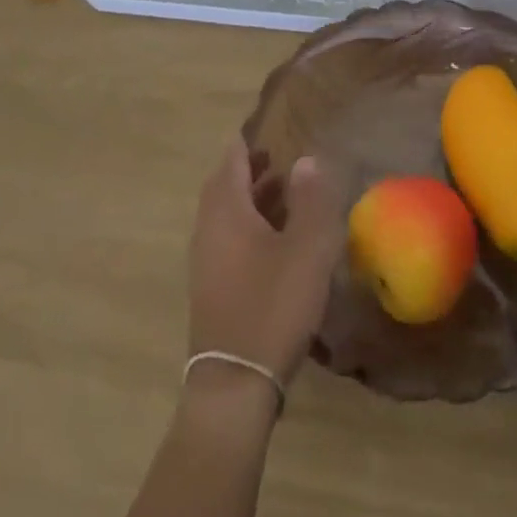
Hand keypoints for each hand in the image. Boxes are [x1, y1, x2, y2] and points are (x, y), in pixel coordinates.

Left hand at [187, 140, 344, 389]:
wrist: (234, 385)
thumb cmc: (271, 306)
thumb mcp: (306, 250)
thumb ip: (311, 200)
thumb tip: (306, 159)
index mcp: (226, 208)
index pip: (234, 156)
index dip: (253, 140)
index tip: (276, 131)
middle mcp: (209, 226)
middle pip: (227, 183)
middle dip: (254, 169)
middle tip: (284, 162)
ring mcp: (206, 258)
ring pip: (228, 213)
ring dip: (253, 199)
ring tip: (287, 196)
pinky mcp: (212, 286)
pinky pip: (228, 239)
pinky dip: (249, 227)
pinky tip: (277, 243)